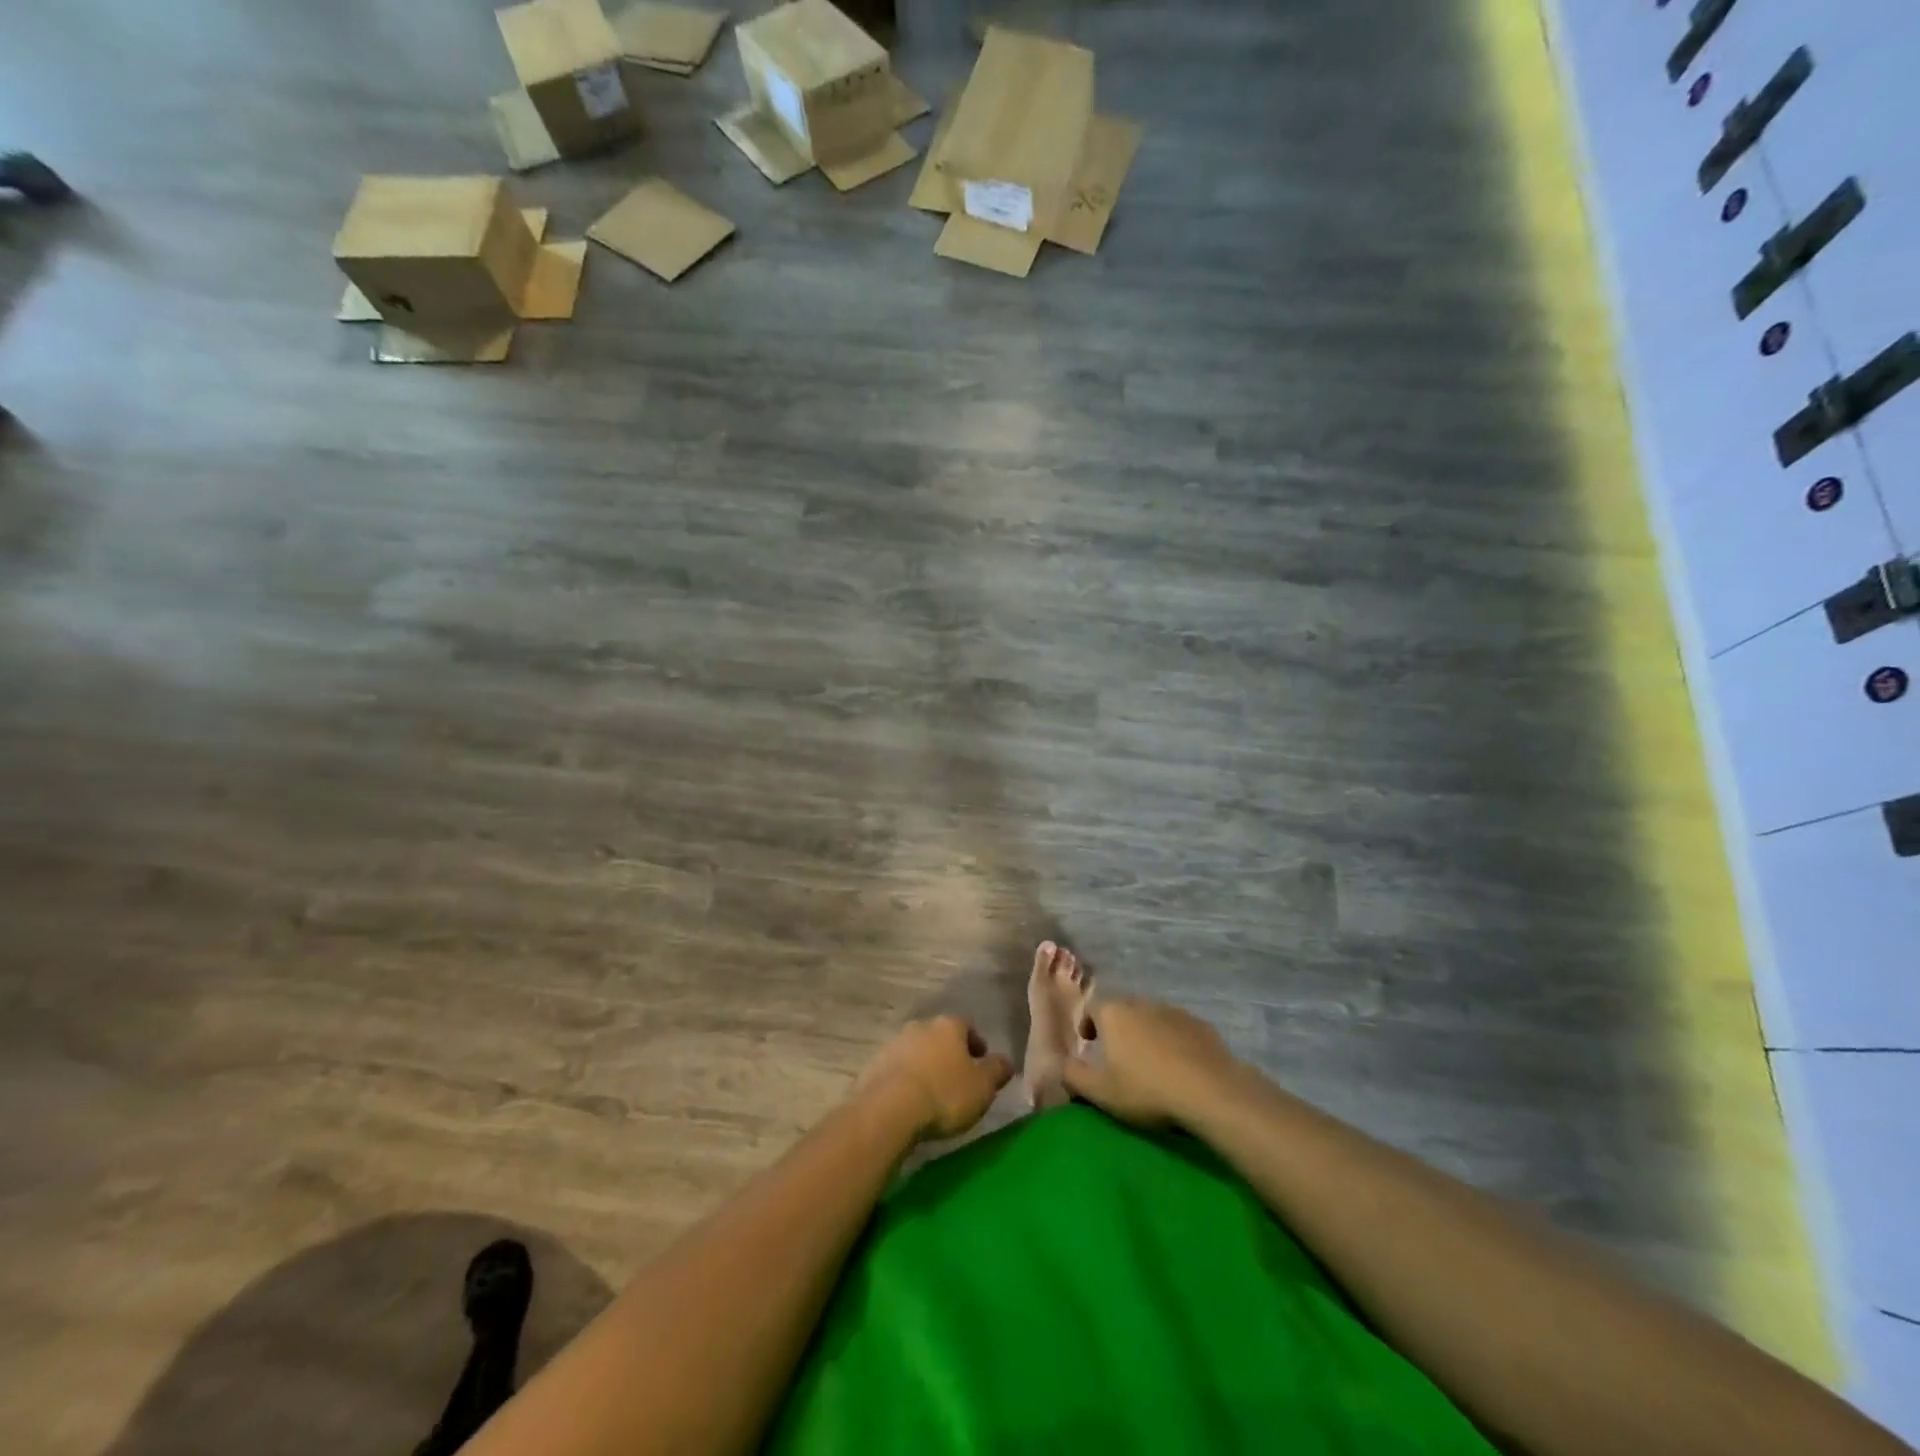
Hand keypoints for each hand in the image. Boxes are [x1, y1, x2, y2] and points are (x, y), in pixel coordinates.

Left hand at [855, 1015, 1013, 1142]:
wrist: (889, 1110)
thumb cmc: (945, 1094)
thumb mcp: (983, 1087)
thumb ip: (997, 1070)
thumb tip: (1006, 1061)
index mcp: (949, 1026)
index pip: (968, 1025)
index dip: (976, 1043)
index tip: (981, 1062)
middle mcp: (921, 1026)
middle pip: (940, 1036)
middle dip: (949, 1054)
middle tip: (958, 1078)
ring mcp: (894, 1043)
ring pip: (917, 1050)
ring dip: (925, 1065)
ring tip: (932, 1093)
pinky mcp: (874, 1064)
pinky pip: (896, 1068)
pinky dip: (905, 1079)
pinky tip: (910, 1101)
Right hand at [1062, 997, 1237, 1128]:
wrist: (1210, 1092)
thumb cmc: (1147, 1090)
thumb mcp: (1101, 1092)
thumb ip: (1073, 1076)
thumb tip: (1058, 1064)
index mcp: (1113, 1013)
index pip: (1092, 1008)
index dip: (1088, 1024)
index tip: (1089, 1043)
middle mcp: (1141, 1003)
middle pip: (1123, 1010)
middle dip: (1118, 1027)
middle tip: (1119, 1054)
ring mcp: (1174, 1011)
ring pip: (1152, 1018)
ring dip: (1146, 1033)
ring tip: (1150, 1062)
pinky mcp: (1201, 1025)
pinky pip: (1178, 1029)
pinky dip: (1173, 1041)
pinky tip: (1179, 1065)